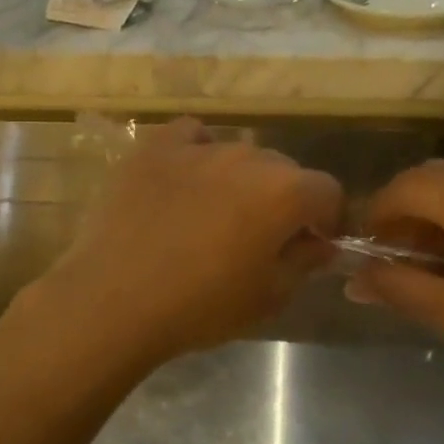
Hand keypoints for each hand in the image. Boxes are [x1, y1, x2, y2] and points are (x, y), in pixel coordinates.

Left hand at [24, 118, 343, 369]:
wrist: (115, 299)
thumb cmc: (201, 306)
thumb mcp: (269, 297)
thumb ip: (305, 262)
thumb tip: (319, 243)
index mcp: (285, 192)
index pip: (328, 192)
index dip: (327, 219)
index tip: (312, 244)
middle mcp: (249, 157)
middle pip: (284, 170)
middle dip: (284, 200)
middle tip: (261, 236)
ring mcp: (199, 147)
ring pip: (239, 154)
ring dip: (241, 179)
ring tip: (216, 213)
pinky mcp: (155, 147)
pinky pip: (191, 136)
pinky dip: (197, 152)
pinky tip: (185, 179)